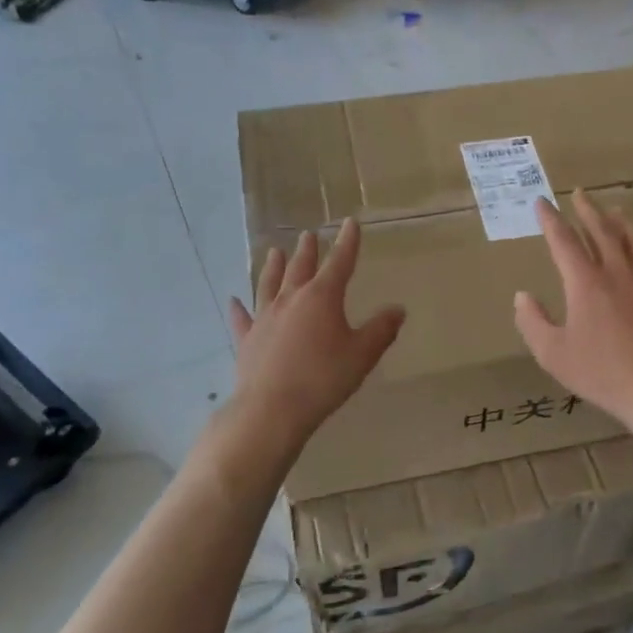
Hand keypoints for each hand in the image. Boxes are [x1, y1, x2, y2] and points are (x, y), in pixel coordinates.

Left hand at [228, 220, 404, 443]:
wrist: (272, 409)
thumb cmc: (324, 378)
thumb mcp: (362, 354)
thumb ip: (381, 330)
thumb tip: (398, 309)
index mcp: (322, 297)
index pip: (339, 262)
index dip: (347, 242)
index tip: (350, 223)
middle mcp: (291, 299)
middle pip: (300, 267)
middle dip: (308, 251)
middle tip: (308, 234)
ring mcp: (265, 318)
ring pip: (269, 284)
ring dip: (273, 267)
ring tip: (273, 252)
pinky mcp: (247, 340)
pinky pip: (242, 318)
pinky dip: (238, 308)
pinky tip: (233, 300)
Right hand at [513, 193, 632, 429]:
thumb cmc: (603, 374)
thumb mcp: (554, 355)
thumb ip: (532, 322)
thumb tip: (522, 296)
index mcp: (585, 282)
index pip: (563, 240)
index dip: (550, 219)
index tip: (541, 203)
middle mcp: (618, 270)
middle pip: (601, 229)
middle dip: (587, 209)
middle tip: (579, 194)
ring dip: (619, 221)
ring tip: (612, 210)